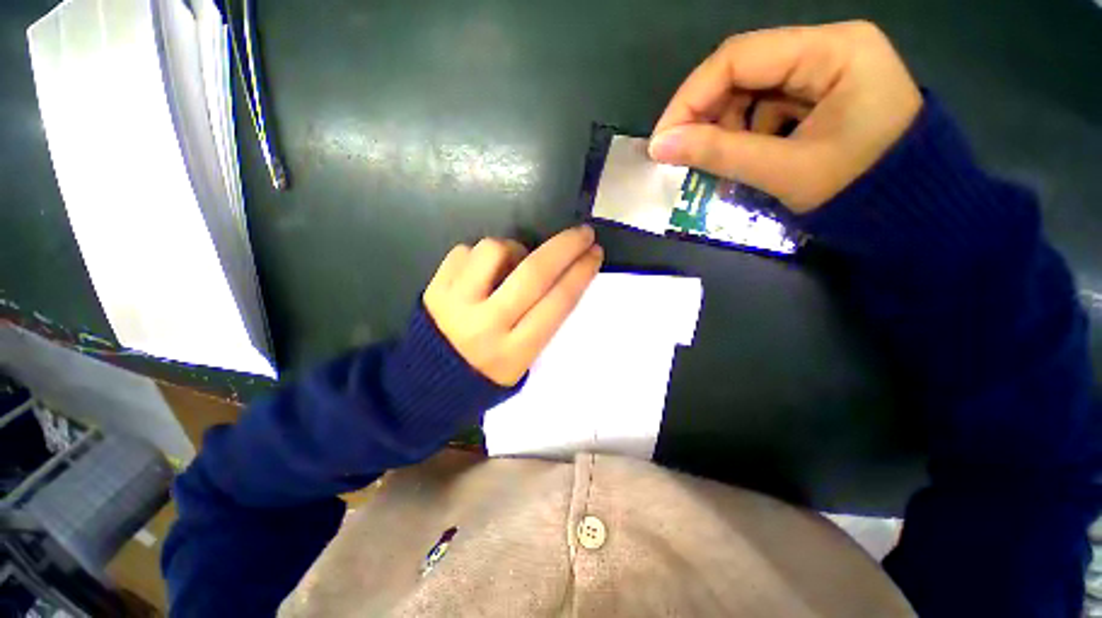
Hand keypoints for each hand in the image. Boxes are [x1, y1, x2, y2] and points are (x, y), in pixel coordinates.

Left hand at [423, 226, 602, 386]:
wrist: (427, 381)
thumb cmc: (486, 373)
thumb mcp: (524, 361)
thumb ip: (543, 321)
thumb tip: (559, 274)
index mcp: (515, 350)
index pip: (558, 303)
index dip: (581, 274)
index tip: (595, 254)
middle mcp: (487, 325)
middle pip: (534, 273)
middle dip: (565, 247)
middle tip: (582, 234)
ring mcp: (456, 303)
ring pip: (495, 250)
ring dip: (514, 249)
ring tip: (512, 264)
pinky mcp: (434, 288)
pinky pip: (465, 250)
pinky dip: (481, 255)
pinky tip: (482, 271)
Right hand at [649, 21, 922, 212]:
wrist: (912, 214)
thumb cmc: (860, 191)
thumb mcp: (784, 171)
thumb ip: (719, 153)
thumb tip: (659, 146)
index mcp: (832, 51)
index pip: (739, 57)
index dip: (691, 98)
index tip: (661, 140)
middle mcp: (827, 48)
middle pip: (743, 72)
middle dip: (707, 117)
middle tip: (682, 156)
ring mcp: (824, 72)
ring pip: (750, 93)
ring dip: (725, 130)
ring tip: (718, 166)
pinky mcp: (819, 96)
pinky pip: (765, 110)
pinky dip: (744, 137)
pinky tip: (742, 161)